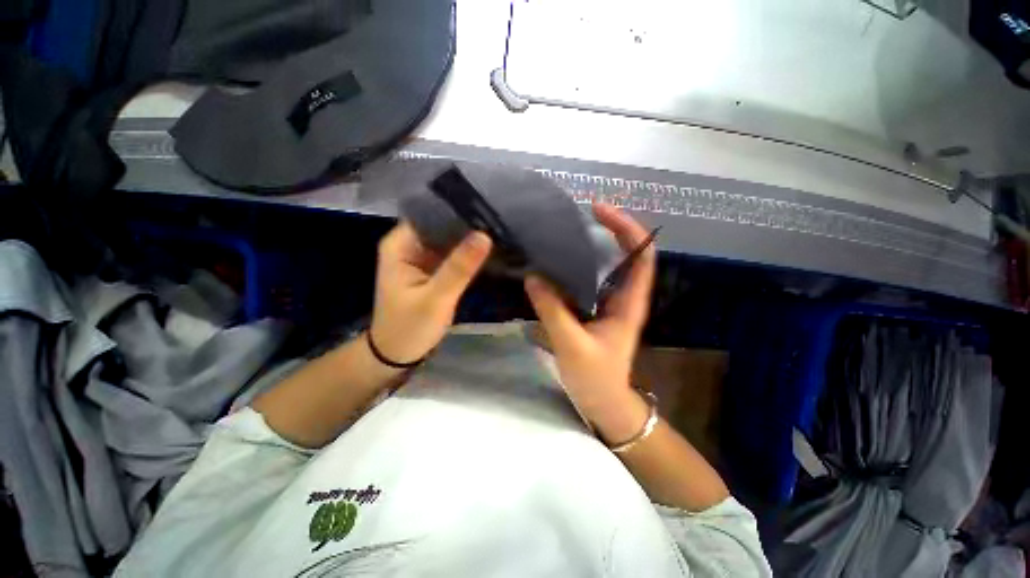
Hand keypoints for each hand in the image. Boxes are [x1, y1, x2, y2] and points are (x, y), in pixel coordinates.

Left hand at [371, 222, 491, 363]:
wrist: (397, 354)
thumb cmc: (409, 327)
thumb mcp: (436, 298)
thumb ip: (459, 268)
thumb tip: (484, 235)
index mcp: (400, 244)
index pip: (430, 214)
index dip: (457, 210)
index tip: (486, 208)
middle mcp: (409, 245)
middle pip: (441, 225)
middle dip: (467, 224)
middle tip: (499, 219)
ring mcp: (421, 257)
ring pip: (449, 240)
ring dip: (469, 239)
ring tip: (498, 229)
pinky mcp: (432, 269)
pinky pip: (452, 255)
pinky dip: (467, 254)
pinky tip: (488, 249)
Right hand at [524, 204, 655, 444]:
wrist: (604, 402)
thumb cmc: (596, 378)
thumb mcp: (573, 345)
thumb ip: (553, 311)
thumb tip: (534, 277)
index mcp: (629, 303)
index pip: (642, 256)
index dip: (628, 229)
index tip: (600, 211)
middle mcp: (624, 297)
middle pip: (629, 253)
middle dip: (613, 228)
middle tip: (584, 212)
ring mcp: (611, 303)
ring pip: (610, 265)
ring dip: (597, 244)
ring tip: (571, 229)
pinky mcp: (597, 309)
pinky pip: (592, 279)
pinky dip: (581, 264)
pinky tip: (561, 259)